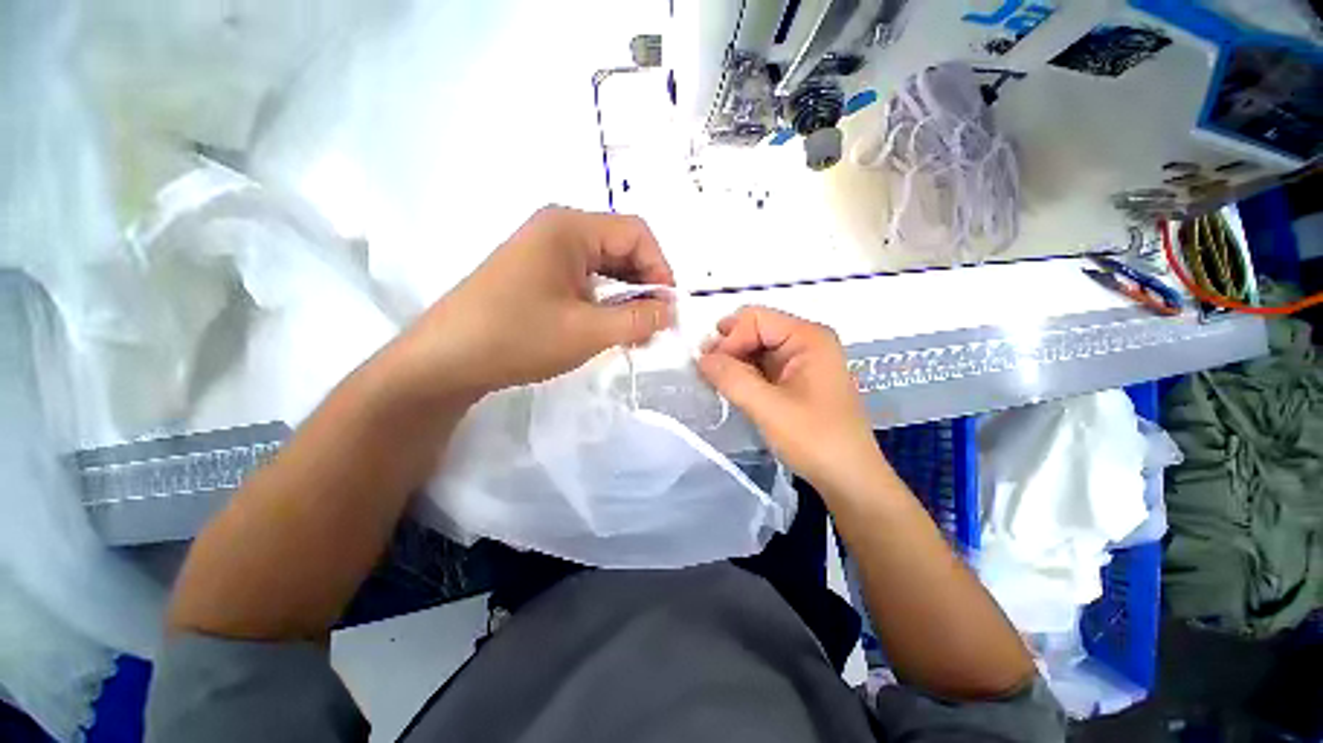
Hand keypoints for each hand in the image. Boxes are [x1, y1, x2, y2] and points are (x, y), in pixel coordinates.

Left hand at [390, 206, 674, 402]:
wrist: (446, 359)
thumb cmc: (518, 337)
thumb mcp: (588, 331)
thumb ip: (638, 320)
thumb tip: (671, 310)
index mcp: (570, 228)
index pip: (637, 233)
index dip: (660, 268)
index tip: (667, 308)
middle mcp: (558, 229)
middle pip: (621, 247)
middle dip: (644, 285)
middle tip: (653, 325)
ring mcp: (545, 251)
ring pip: (604, 266)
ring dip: (626, 296)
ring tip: (635, 331)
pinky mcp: (538, 273)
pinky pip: (585, 279)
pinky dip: (604, 301)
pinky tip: (608, 326)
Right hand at [697, 307, 886, 492]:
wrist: (849, 478)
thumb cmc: (814, 439)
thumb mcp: (768, 408)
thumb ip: (731, 378)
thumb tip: (701, 358)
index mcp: (808, 337)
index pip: (755, 319)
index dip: (729, 340)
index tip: (711, 369)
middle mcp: (807, 341)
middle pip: (756, 329)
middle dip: (729, 347)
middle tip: (706, 370)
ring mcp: (804, 360)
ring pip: (757, 348)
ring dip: (735, 361)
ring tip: (715, 381)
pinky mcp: (798, 379)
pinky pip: (764, 365)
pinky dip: (745, 373)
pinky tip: (732, 387)